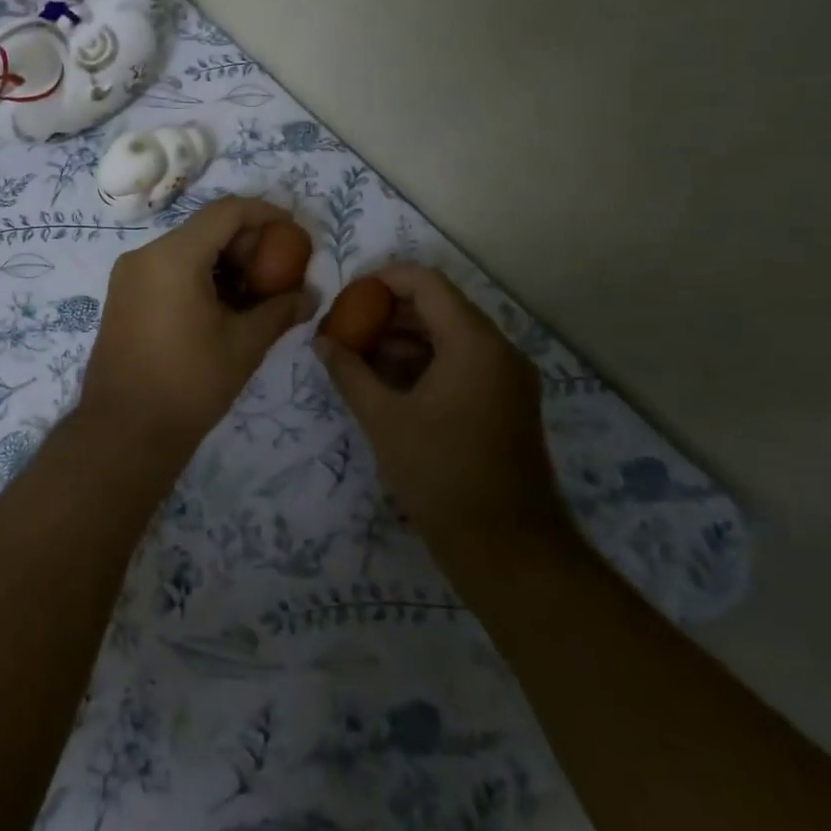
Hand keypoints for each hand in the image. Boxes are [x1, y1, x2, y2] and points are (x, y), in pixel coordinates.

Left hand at [78, 196, 312, 463]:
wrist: (124, 432)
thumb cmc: (189, 385)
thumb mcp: (244, 345)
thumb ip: (280, 311)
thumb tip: (311, 296)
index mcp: (173, 257)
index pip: (227, 212)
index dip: (266, 214)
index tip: (294, 232)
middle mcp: (145, 255)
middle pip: (205, 228)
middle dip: (246, 243)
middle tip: (278, 271)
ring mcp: (129, 275)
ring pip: (186, 249)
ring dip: (223, 262)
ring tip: (255, 294)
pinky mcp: (123, 296)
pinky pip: (167, 270)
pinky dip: (199, 276)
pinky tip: (223, 307)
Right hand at [315, 263, 564, 557]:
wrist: (508, 550)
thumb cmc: (441, 476)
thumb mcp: (384, 420)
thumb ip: (349, 372)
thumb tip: (322, 340)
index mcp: (473, 343)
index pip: (426, 283)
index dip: (383, 280)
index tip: (347, 295)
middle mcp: (498, 350)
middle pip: (440, 307)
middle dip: (389, 312)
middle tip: (347, 327)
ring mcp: (507, 378)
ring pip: (451, 336)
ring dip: (406, 339)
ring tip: (359, 356)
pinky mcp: (506, 403)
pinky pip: (463, 363)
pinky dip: (426, 363)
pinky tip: (389, 383)